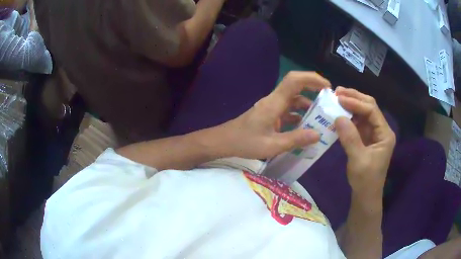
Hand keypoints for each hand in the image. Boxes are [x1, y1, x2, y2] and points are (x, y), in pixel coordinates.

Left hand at [216, 71, 330, 158]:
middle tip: (329, 102)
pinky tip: (306, 128)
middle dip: (314, 90)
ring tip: (322, 118)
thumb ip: (295, 140)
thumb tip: (318, 135)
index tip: (328, 87)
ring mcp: (272, 107)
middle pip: (296, 86)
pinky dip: (299, 115)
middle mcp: (274, 101)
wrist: (224, 141)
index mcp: (274, 103)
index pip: (294, 80)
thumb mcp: (272, 145)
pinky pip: (288, 111)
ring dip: (308, 105)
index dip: (312, 78)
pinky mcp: (270, 115)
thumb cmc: (245, 142)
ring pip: (294, 100)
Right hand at [334, 87, 395, 196]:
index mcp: (385, 134)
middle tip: (337, 92)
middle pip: (369, 107)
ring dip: (350, 105)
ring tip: (336, 99)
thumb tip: (337, 117)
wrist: (365, 195)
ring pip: (363, 113)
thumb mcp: (358, 160)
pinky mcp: (366, 138)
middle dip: (354, 98)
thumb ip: (350, 138)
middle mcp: (381, 130)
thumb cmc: (365, 180)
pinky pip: (358, 123)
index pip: (372, 110)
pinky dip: (348, 117)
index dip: (356, 102)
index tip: (339, 98)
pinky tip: (339, 114)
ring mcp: (373, 134)